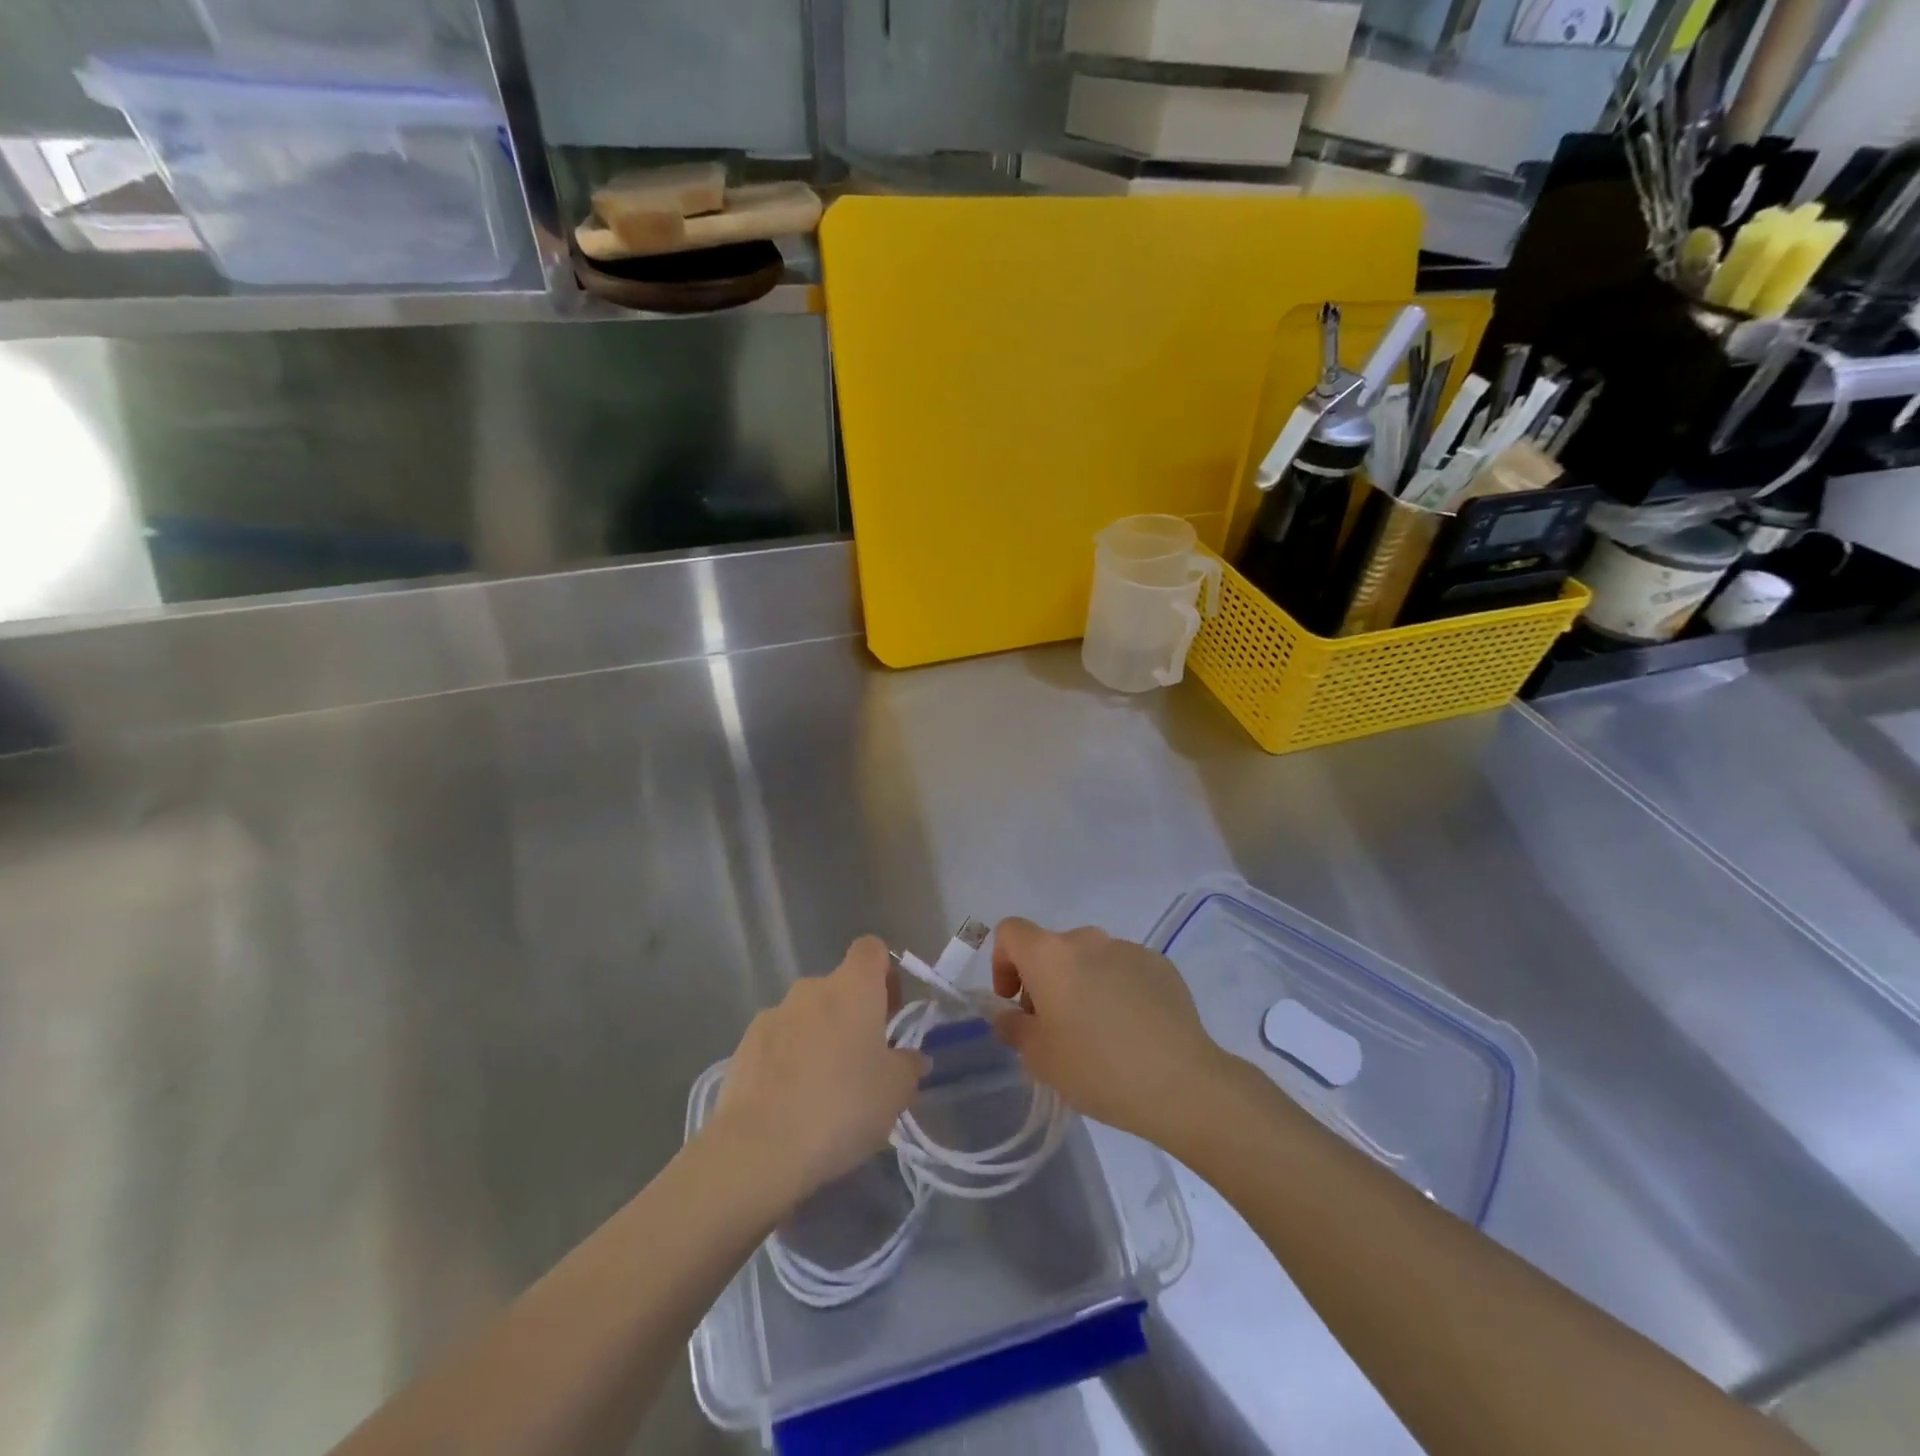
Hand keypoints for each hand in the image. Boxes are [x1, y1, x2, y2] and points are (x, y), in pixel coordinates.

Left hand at [711, 937, 927, 1208]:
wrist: (759, 1148)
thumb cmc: (842, 1107)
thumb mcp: (895, 1093)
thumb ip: (909, 1067)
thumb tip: (912, 1058)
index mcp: (853, 988)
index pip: (871, 950)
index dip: (884, 973)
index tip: (890, 1013)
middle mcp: (811, 989)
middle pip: (838, 989)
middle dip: (851, 1018)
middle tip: (862, 1065)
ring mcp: (772, 1014)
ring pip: (806, 1018)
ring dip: (818, 1040)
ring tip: (822, 1092)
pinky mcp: (743, 1046)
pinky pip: (777, 1043)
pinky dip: (787, 1062)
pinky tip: (790, 1104)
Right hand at [991, 917, 1228, 1145]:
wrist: (1180, 1083)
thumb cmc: (1097, 1068)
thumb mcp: (1039, 1059)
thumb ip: (1014, 1028)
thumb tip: (1010, 1015)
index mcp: (1051, 955)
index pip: (1011, 932)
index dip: (1002, 962)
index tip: (1014, 1002)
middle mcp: (1088, 940)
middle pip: (1053, 950)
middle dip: (1045, 982)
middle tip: (1055, 1029)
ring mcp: (1128, 949)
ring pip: (1091, 960)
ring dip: (1083, 985)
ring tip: (1099, 1034)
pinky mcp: (1161, 965)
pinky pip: (1125, 970)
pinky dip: (1118, 990)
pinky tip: (1133, 1032)